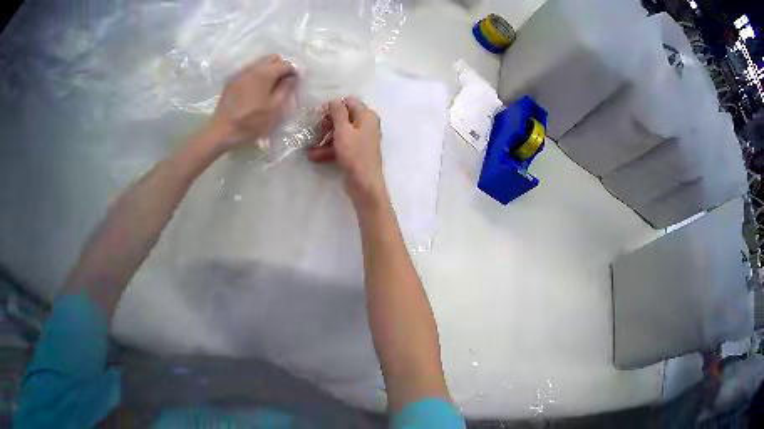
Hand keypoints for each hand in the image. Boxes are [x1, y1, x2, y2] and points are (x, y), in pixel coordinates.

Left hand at [208, 54, 296, 147]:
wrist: (222, 130)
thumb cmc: (251, 121)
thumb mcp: (274, 109)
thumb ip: (285, 89)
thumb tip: (292, 77)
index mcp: (265, 73)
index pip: (286, 64)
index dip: (293, 71)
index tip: (294, 82)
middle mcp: (253, 67)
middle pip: (272, 58)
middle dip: (280, 66)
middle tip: (282, 82)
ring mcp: (241, 73)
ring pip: (260, 62)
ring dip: (268, 70)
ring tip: (269, 86)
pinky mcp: (232, 80)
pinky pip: (250, 70)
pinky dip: (257, 75)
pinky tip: (256, 90)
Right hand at [307, 97, 386, 207]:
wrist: (364, 184)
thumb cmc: (355, 154)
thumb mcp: (344, 130)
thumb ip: (338, 112)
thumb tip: (335, 100)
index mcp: (367, 116)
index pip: (349, 102)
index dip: (333, 106)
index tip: (319, 114)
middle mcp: (365, 126)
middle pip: (343, 118)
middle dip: (327, 124)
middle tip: (316, 131)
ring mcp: (360, 140)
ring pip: (339, 133)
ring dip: (324, 139)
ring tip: (310, 147)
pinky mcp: (354, 153)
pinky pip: (340, 146)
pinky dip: (328, 150)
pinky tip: (313, 156)